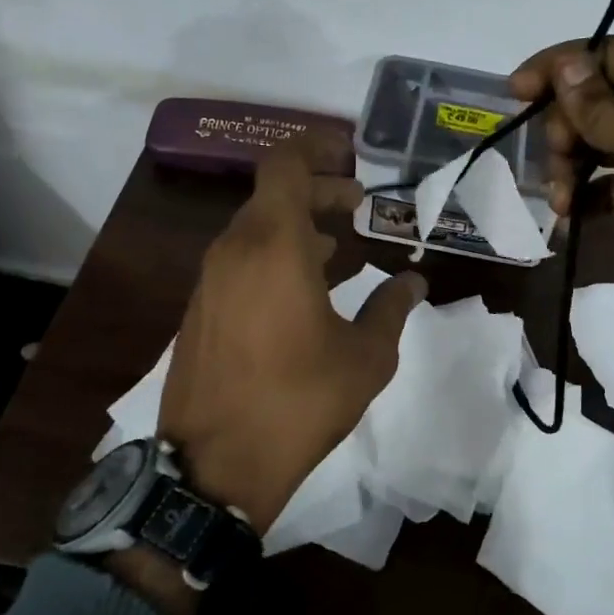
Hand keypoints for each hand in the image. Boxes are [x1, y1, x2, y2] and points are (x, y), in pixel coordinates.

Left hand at [158, 142, 426, 532]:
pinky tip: (304, 290)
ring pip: (255, 229)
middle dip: (318, 192)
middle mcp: (235, 250)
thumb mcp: (365, 357)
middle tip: (359, 208)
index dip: (316, 147)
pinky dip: (274, 256)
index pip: (286, 164)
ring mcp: (210, 281)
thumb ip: (391, 308)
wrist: (215, 467)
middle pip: (274, 195)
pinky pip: (240, 261)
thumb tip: (412, 282)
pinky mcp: (200, 310)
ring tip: (339, 249)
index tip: (350, 155)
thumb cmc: (299, 402)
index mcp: (274, 245)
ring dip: (297, 227)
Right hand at [511, 38, 613, 375]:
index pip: (610, 53)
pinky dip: (592, 197)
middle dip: (567, 130)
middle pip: (601, 101)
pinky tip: (571, 219)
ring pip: (604, 145)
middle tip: (554, 166)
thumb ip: (604, 106)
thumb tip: (563, 65)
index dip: (559, 68)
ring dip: (574, 168)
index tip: (513, 92)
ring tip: (561, 204)